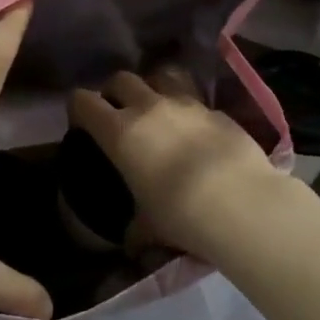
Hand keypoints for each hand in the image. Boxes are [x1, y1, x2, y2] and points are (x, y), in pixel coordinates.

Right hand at [69, 71, 282, 258]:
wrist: (241, 202)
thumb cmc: (180, 214)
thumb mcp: (149, 227)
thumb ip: (135, 229)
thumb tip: (131, 243)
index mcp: (120, 132)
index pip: (83, 101)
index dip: (79, 108)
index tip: (82, 123)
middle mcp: (148, 108)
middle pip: (121, 79)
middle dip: (116, 92)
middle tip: (120, 113)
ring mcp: (186, 104)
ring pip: (161, 75)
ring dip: (154, 87)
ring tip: (158, 108)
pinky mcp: (217, 110)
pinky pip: (195, 99)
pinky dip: (189, 109)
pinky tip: (197, 131)